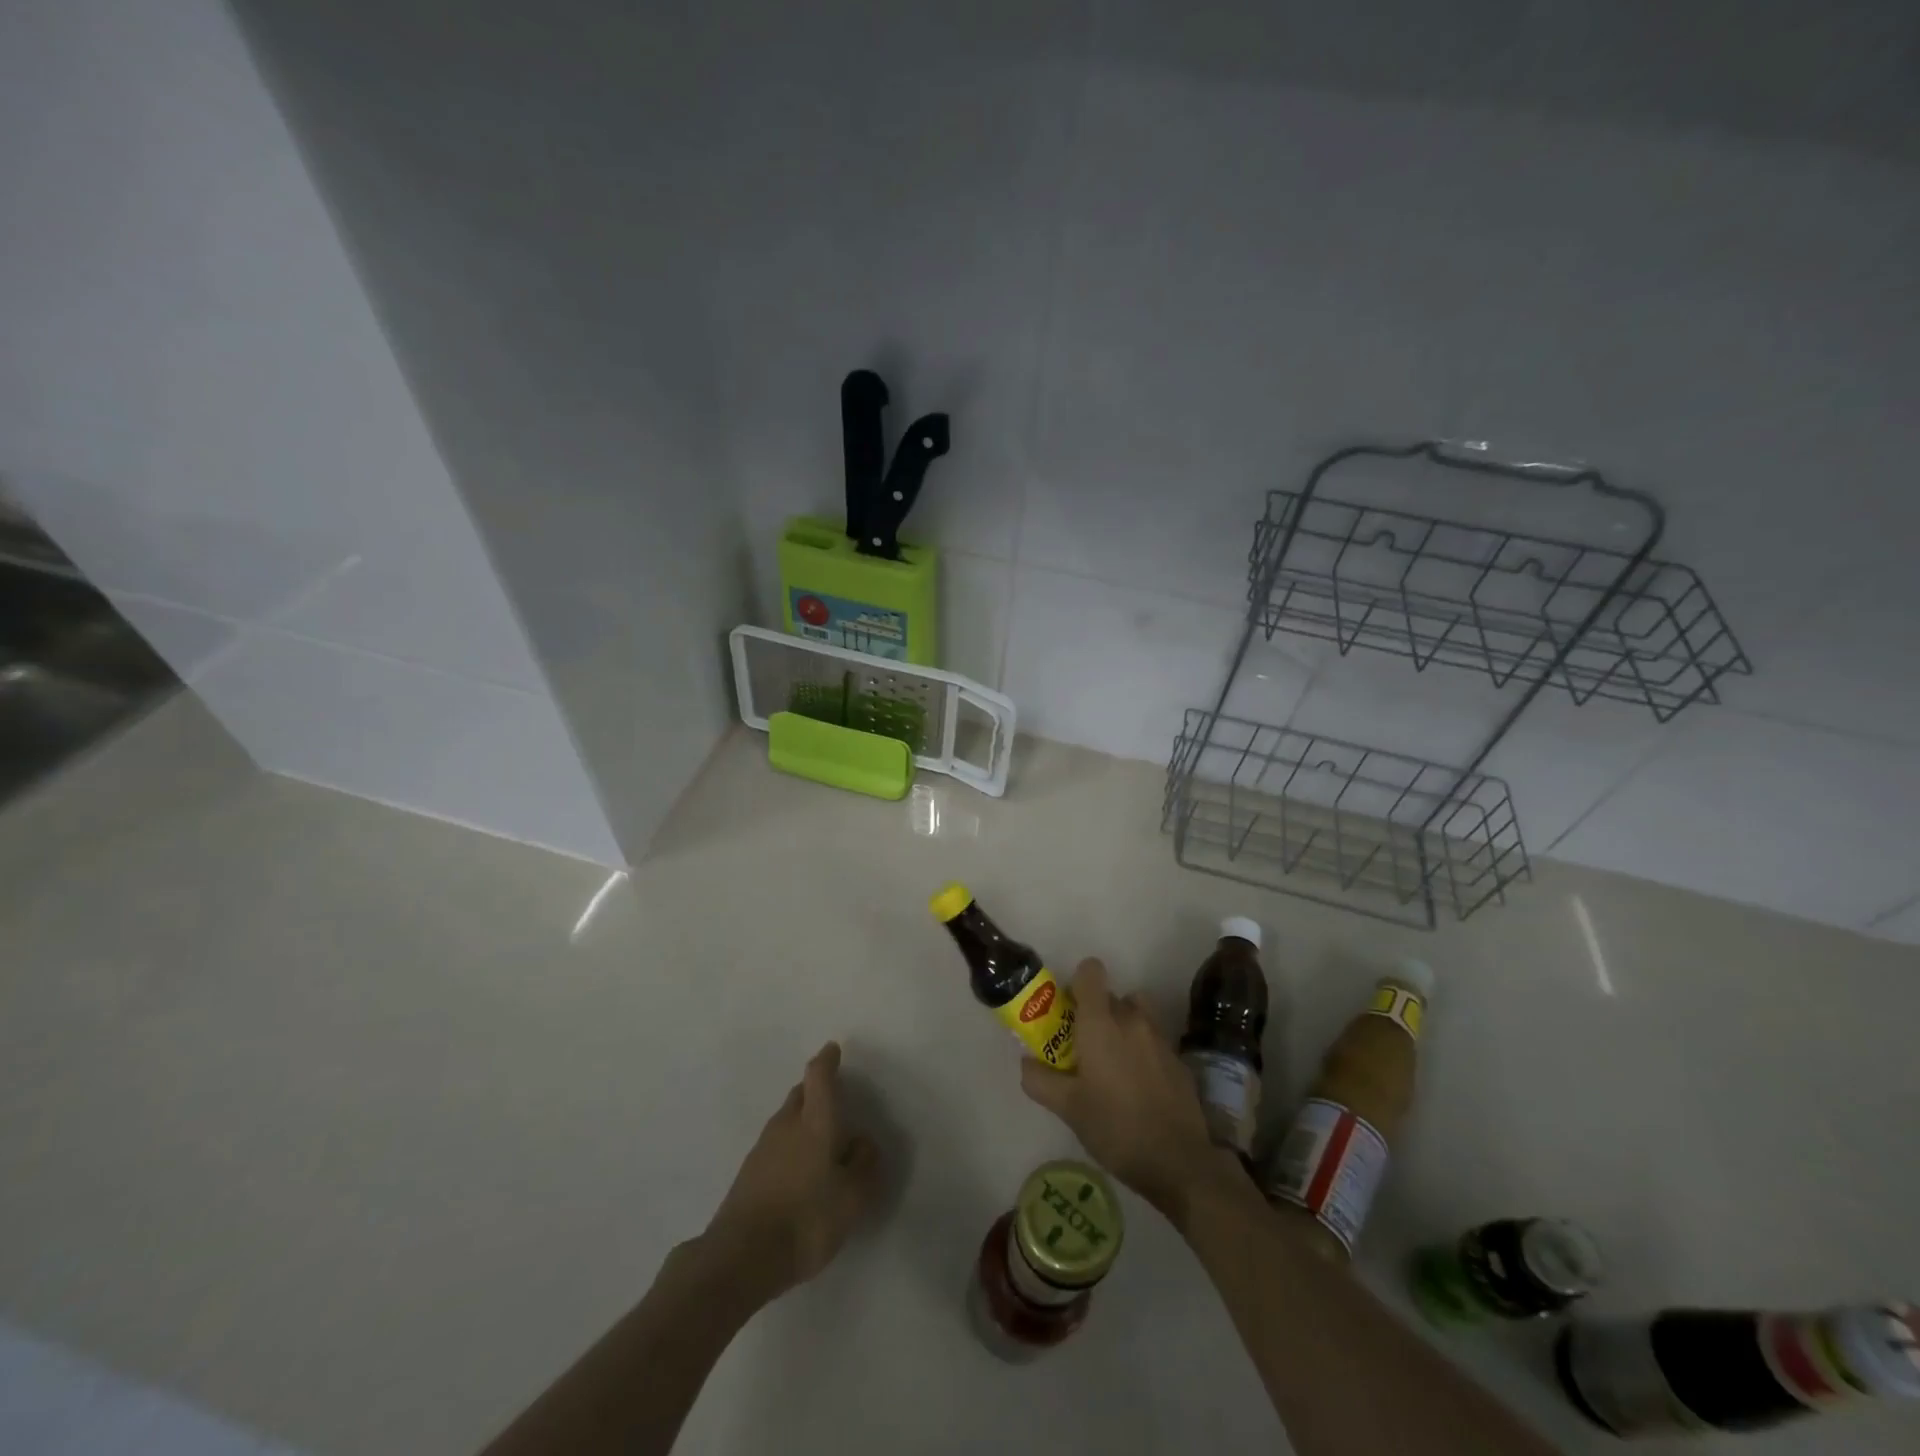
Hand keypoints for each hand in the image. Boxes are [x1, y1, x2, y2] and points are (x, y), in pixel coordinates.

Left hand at [701, 1042, 881, 1303]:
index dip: (827, 1060)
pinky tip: (799, 1171)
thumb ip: (864, 1164)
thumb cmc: (806, 1219)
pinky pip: (775, 1146)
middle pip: (800, 1094)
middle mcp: (786, 1125)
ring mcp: (762, 1149)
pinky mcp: (748, 1175)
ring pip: (786, 1120)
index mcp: (815, 1121)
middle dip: (815, 1090)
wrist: (740, 1258)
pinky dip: (790, 1147)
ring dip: (802, 1120)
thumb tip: (862, 1141)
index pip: (819, 1077)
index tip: (833, 1049)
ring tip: (820, 1139)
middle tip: (833, 1098)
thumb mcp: (853, 1197)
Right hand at [1020, 959, 1238, 1222]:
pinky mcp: (1179, 1059)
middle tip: (1084, 1048)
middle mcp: (1132, 1019)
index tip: (1069, 1011)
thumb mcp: (1067, 1108)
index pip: (1091, 971)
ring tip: (1114, 1063)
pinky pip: (1155, 1039)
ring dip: (1124, 1026)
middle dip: (1097, 1013)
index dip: (1078, 983)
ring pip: (1137, 1014)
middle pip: (1112, 995)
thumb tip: (1027, 1061)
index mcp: (1100, 1022)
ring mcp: (1160, 1037)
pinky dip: (1144, 1050)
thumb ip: (1039, 1079)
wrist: (1178, 1162)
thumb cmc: (1115, 1127)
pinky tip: (1139, 1086)